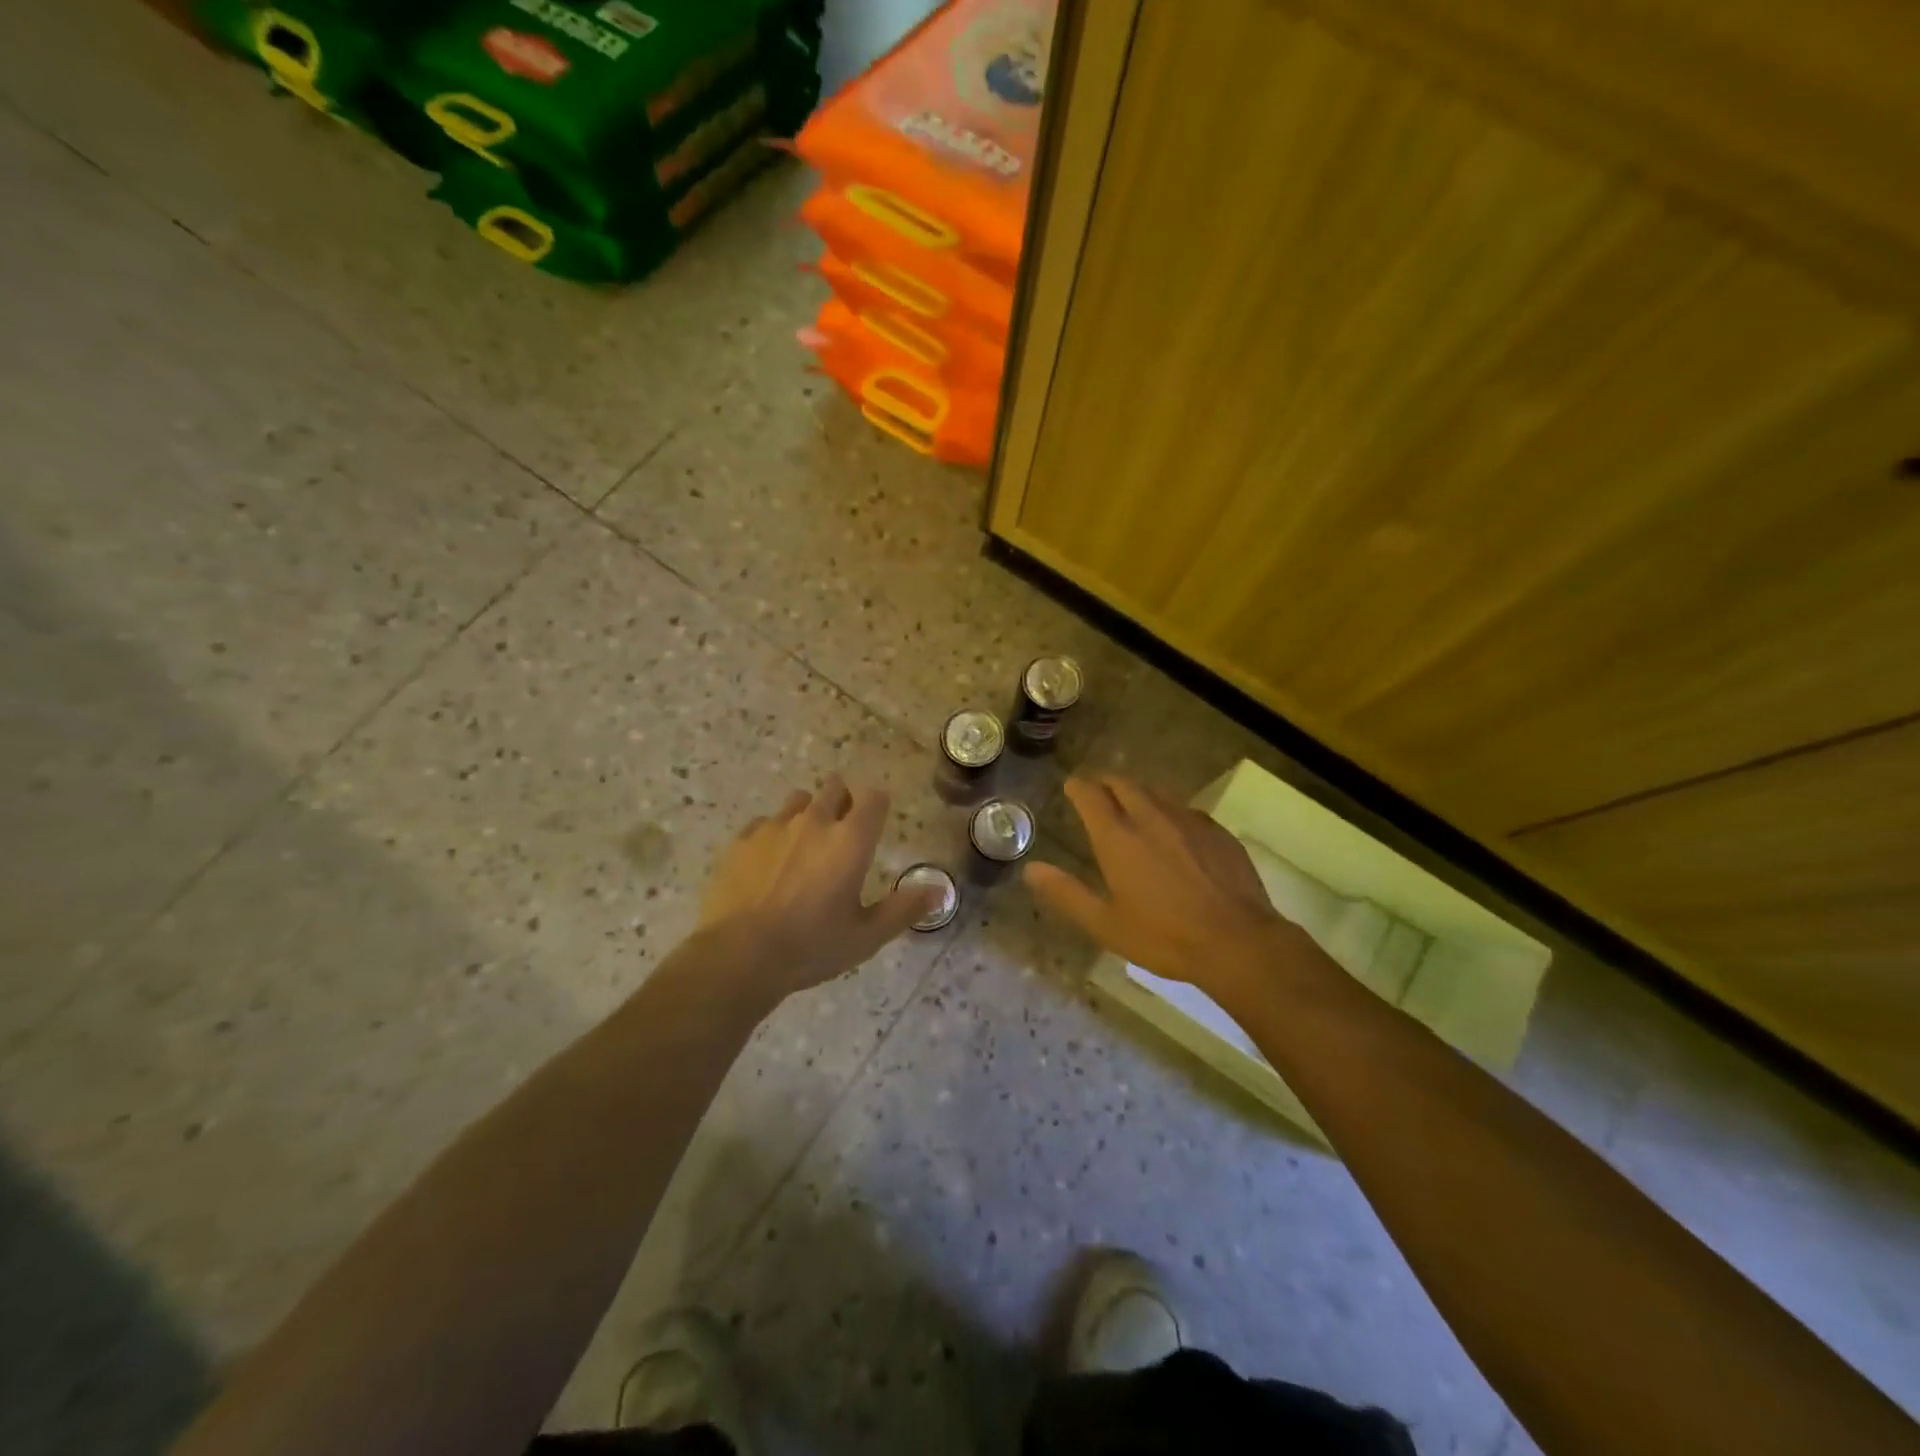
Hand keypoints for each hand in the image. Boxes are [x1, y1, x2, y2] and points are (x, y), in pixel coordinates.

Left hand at [698, 774, 933, 1000]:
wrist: (739, 955)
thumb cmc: (811, 946)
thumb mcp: (866, 936)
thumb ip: (904, 909)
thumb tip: (940, 891)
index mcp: (851, 840)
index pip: (873, 797)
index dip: (877, 804)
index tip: (876, 821)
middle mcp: (815, 822)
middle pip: (834, 787)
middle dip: (843, 800)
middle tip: (842, 831)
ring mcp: (775, 827)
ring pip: (798, 800)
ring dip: (808, 812)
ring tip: (805, 844)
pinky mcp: (742, 840)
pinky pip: (764, 822)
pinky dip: (773, 834)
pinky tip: (769, 862)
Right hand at [1026, 775, 1298, 998]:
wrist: (1237, 942)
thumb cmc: (1163, 937)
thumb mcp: (1105, 924)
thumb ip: (1067, 894)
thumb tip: (1031, 870)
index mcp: (1118, 838)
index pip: (1090, 795)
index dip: (1078, 787)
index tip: (1071, 786)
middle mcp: (1150, 817)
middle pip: (1123, 784)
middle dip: (1106, 783)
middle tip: (1098, 792)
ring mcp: (1188, 820)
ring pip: (1156, 792)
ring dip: (1138, 793)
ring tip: (1133, 805)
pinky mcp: (1217, 830)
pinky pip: (1185, 809)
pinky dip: (1169, 811)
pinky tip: (1175, 830)